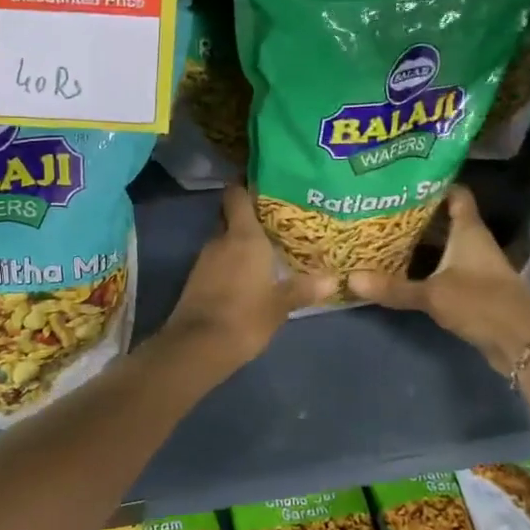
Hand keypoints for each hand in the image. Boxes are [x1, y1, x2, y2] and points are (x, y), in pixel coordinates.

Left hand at [161, 185, 336, 372]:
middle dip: (248, 216)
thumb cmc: (245, 317)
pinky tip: (249, 272)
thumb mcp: (280, 305)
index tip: (264, 183)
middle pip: (231, 216)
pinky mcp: (197, 278)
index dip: (246, 185)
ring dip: (240, 241)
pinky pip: (218, 259)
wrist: (198, 346)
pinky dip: (230, 260)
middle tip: (275, 219)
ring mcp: (205, 259)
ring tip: (268, 246)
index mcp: (243, 236)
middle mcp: (221, 240)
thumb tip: (333, 278)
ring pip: (224, 239)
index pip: (237, 195)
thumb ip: (304, 288)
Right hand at [348, 186, 529, 372]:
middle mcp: (473, 243)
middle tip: (382, 208)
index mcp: (469, 231)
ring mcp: (475, 266)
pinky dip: (425, 266)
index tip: (405, 179)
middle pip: (445, 219)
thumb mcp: (433, 294)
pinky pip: (444, 268)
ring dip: (420, 242)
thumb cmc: (482, 303)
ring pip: (443, 245)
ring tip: (384, 234)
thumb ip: (394, 287)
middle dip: (417, 214)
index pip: (456, 194)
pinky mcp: (473, 289)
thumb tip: (351, 279)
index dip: (434, 183)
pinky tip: (401, 268)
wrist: (522, 342)